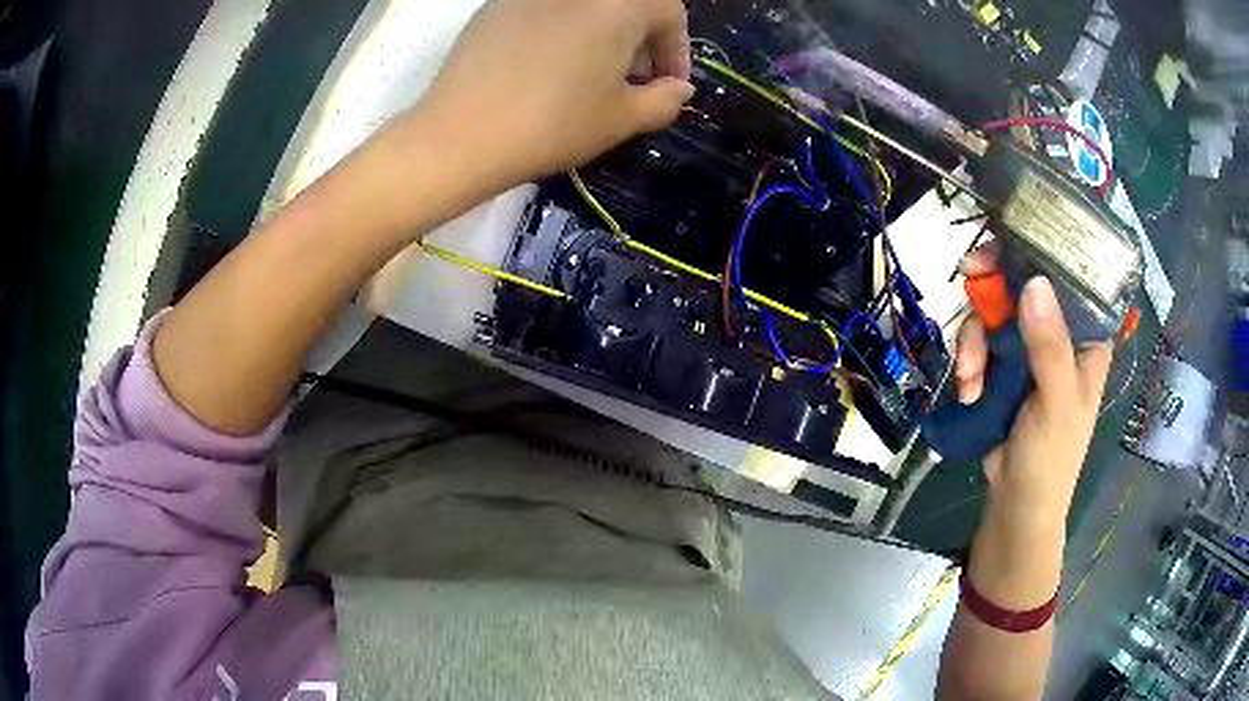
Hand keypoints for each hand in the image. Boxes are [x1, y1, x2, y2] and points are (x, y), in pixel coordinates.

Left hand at [418, 0, 694, 189]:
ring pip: (585, 7)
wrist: (459, 136)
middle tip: (632, 82)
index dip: (677, 50)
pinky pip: (545, 12)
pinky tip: (546, 68)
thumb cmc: (551, 125)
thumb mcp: (621, 119)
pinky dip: (562, 32)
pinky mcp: (495, 7)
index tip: (668, 86)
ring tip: (589, 77)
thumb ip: (664, 100)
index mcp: (618, 4)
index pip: (670, 12)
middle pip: (626, 5)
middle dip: (641, 41)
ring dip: (602, 35)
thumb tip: (678, 89)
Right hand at [955, 246, 1113, 526]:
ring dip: (974, 340)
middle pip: (1023, 284)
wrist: (1017, 504)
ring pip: (995, 312)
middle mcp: (1059, 333)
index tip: (1005, 241)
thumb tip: (1035, 283)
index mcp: (1086, 336)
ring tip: (969, 378)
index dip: (1039, 251)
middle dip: (994, 291)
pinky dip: (969, 362)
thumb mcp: (1056, 403)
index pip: (1069, 275)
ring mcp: (1029, 349)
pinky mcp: (1004, 366)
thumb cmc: (1051, 457)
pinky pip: (980, 341)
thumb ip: (1049, 348)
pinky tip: (968, 389)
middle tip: (968, 277)